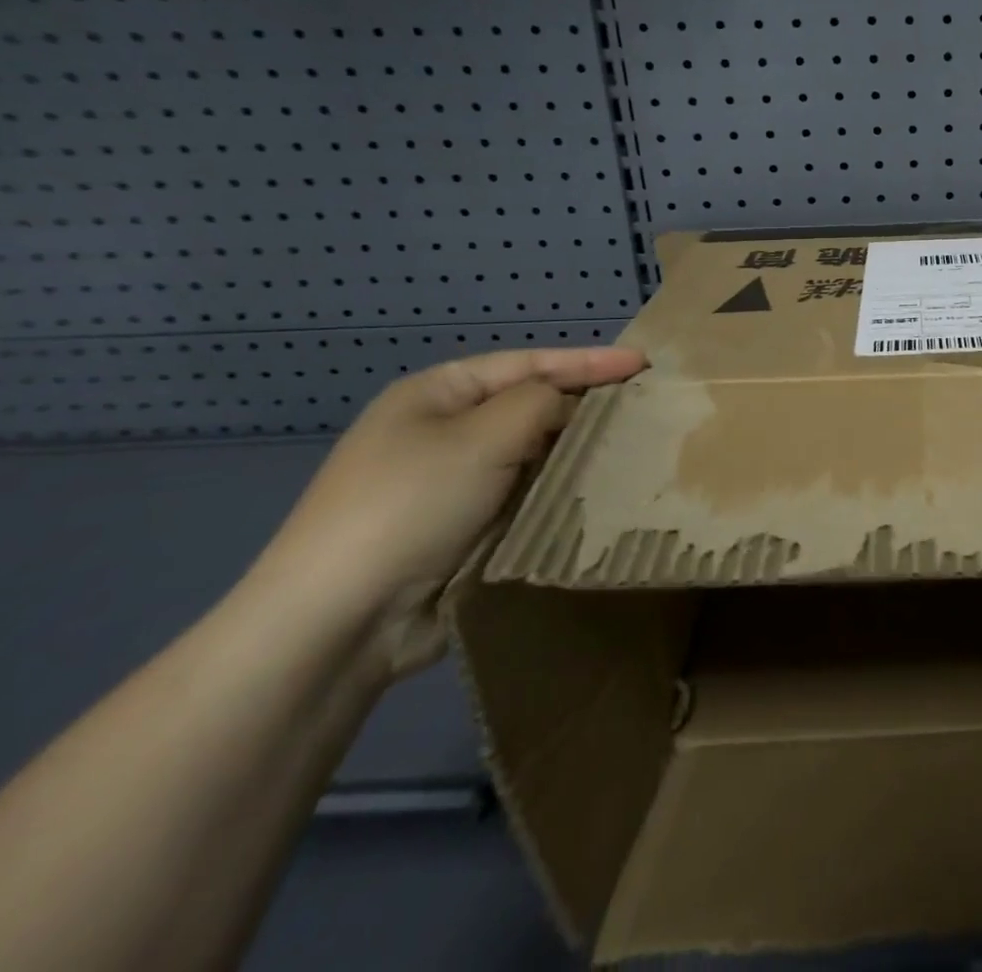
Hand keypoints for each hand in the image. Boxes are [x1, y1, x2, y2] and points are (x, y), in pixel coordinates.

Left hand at [260, 346, 646, 673]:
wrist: (338, 621)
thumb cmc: (411, 504)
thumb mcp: (483, 435)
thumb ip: (541, 402)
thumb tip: (568, 406)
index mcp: (435, 394)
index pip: (527, 363)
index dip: (589, 360)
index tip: (643, 362)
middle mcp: (440, 432)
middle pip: (529, 406)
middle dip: (583, 405)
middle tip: (642, 405)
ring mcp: (448, 484)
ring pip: (530, 455)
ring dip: (572, 453)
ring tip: (629, 447)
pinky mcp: (460, 530)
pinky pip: (522, 496)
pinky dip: (555, 492)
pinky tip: (591, 494)